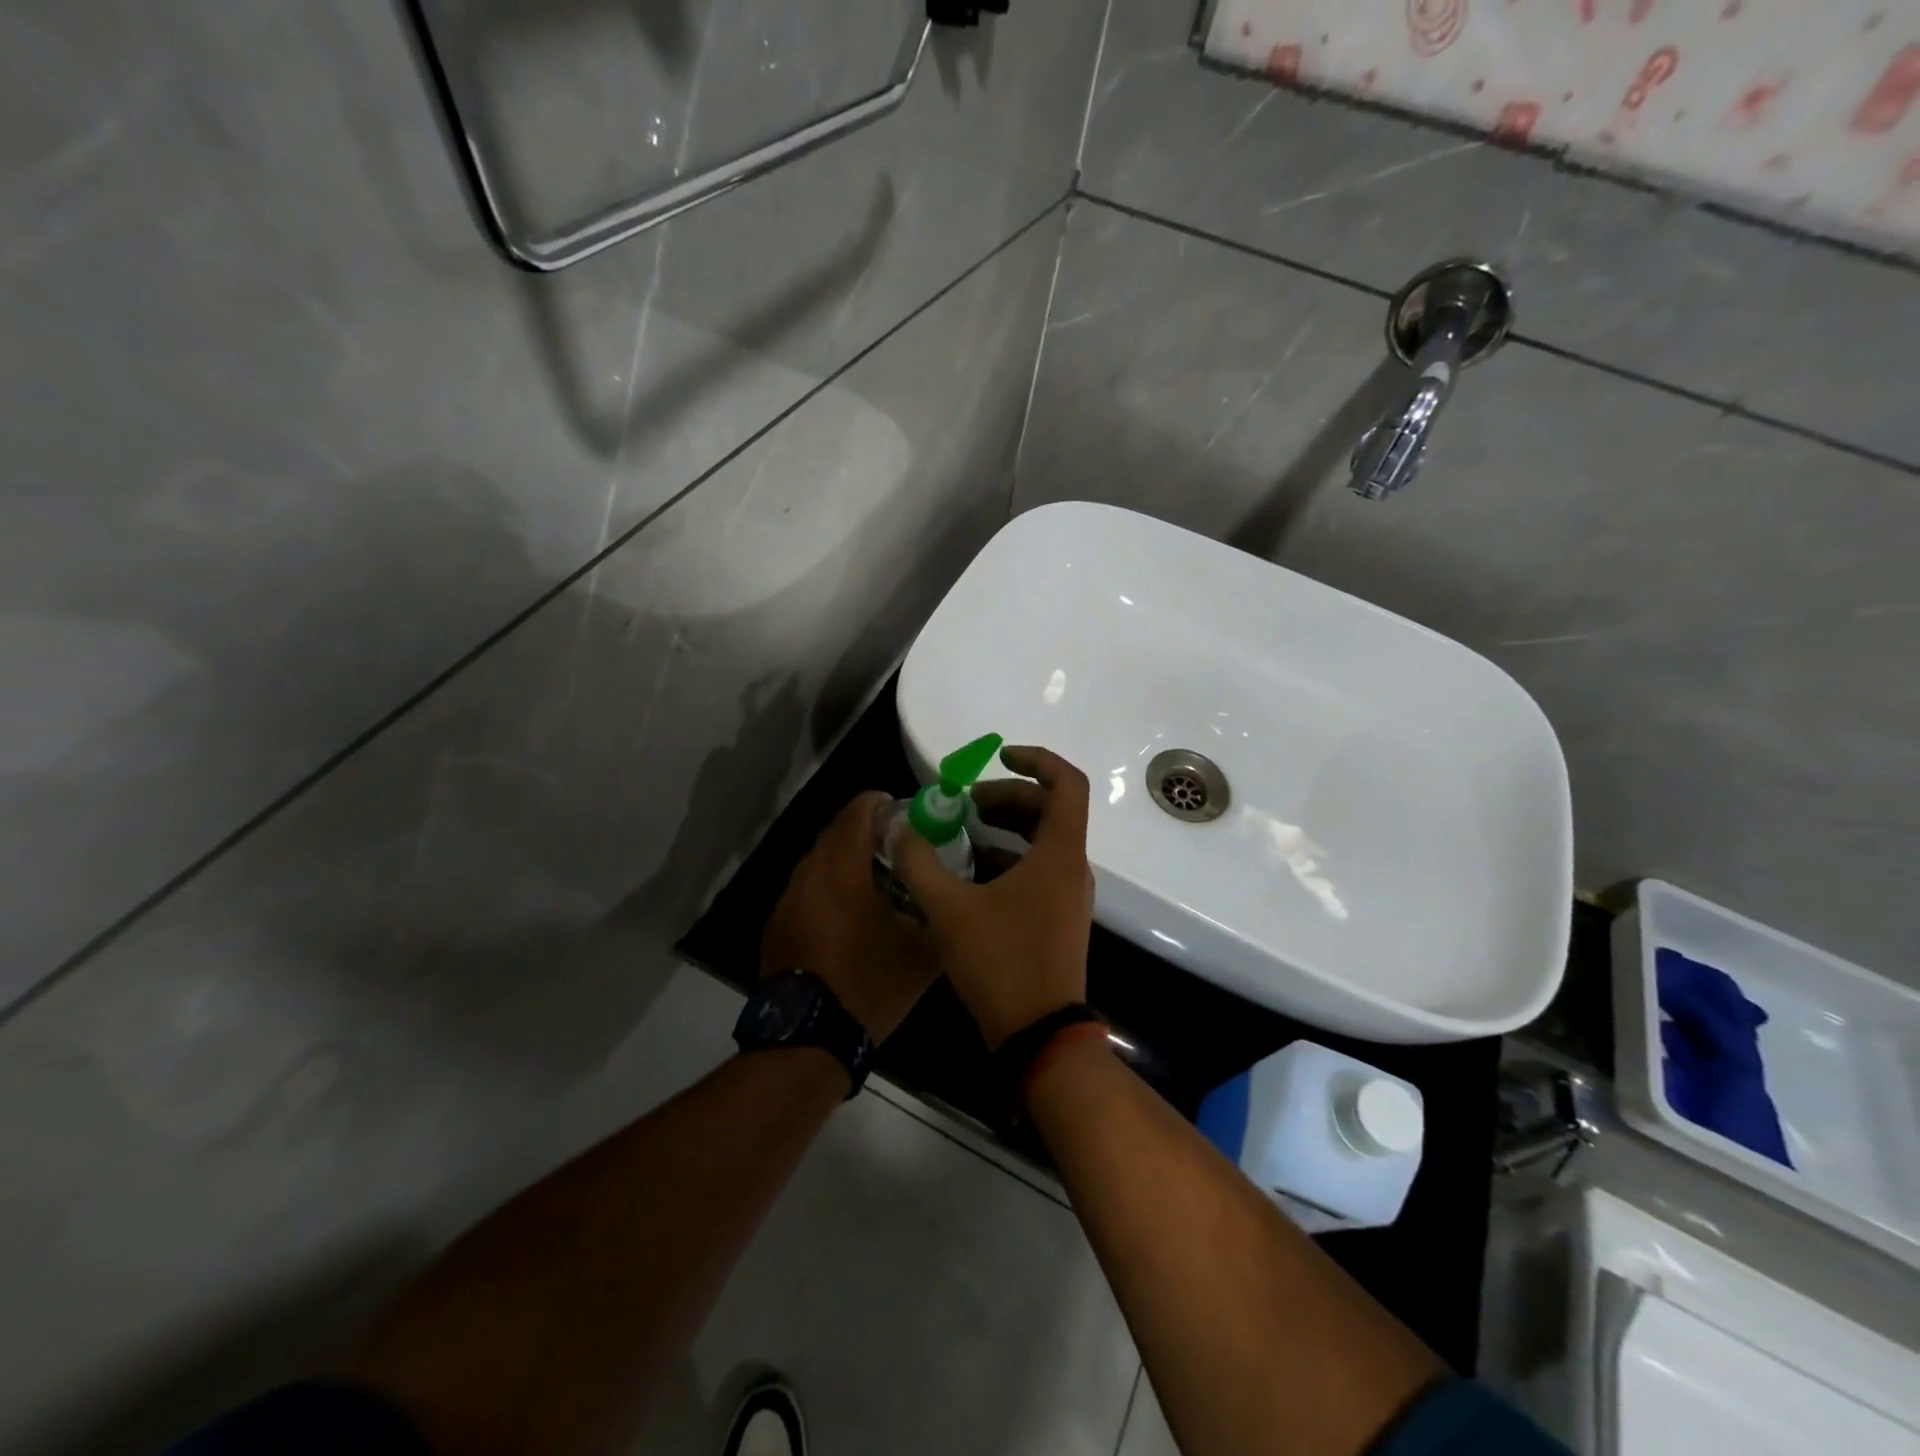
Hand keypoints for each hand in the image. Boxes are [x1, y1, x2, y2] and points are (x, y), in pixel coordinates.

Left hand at [761, 791, 938, 1043]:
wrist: (809, 1038)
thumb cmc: (869, 986)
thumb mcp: (921, 955)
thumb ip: (939, 915)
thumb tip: (955, 897)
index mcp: (845, 872)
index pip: (857, 813)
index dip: (879, 803)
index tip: (901, 811)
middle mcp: (811, 874)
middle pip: (835, 832)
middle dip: (864, 831)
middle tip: (895, 847)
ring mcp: (788, 899)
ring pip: (818, 860)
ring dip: (843, 859)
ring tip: (872, 882)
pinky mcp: (777, 923)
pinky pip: (805, 888)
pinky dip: (826, 887)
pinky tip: (844, 916)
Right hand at [894, 746, 1093, 1049]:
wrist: (1039, 1036)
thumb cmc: (1001, 964)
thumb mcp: (950, 910)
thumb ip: (919, 863)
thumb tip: (897, 827)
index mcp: (1058, 854)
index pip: (1067, 783)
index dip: (1037, 760)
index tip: (999, 756)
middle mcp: (1071, 868)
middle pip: (1050, 810)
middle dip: (1008, 797)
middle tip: (966, 804)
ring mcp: (1068, 896)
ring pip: (1043, 842)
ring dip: (1007, 829)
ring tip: (963, 833)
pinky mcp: (1058, 918)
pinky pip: (1038, 870)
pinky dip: (1009, 859)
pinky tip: (970, 874)